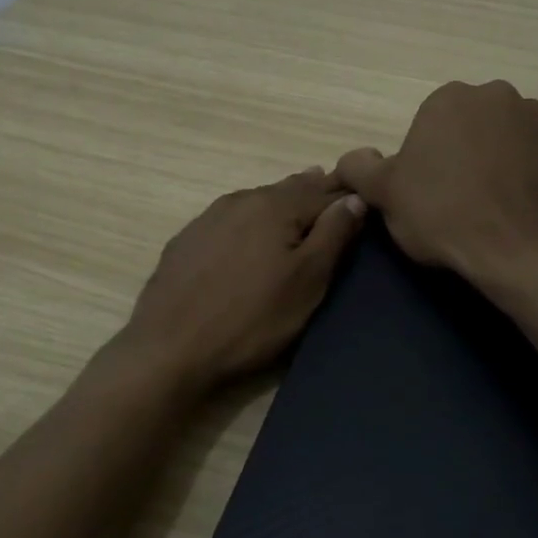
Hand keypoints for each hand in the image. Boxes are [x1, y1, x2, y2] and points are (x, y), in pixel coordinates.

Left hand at [119, 168, 367, 390]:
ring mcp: (209, 217)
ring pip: (258, 200)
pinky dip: (251, 220)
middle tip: (336, 194)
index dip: (348, 196)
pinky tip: (251, 232)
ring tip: (300, 203)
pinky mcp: (187, 240)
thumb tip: (354, 197)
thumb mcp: (307, 281)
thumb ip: (334, 234)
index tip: (367, 198)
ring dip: (283, 202)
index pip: (325, 191)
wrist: (169, 348)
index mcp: (276, 205)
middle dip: (315, 192)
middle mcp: (242, 199)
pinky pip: (231, 218)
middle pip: (290, 189)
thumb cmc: (252, 318)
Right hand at [335, 80, 537, 289]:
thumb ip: (360, 168)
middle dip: (466, 150)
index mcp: (449, 98)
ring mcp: (537, 117)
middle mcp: (496, 95)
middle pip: (472, 124)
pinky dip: (529, 170)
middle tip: (460, 196)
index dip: (428, 159)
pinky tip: (520, 201)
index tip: (430, 191)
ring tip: (493, 201)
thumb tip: (351, 159)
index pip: (431, 125)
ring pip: (507, 135)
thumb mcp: (385, 194)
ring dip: (499, 157)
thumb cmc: (442, 214)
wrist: (514, 248)